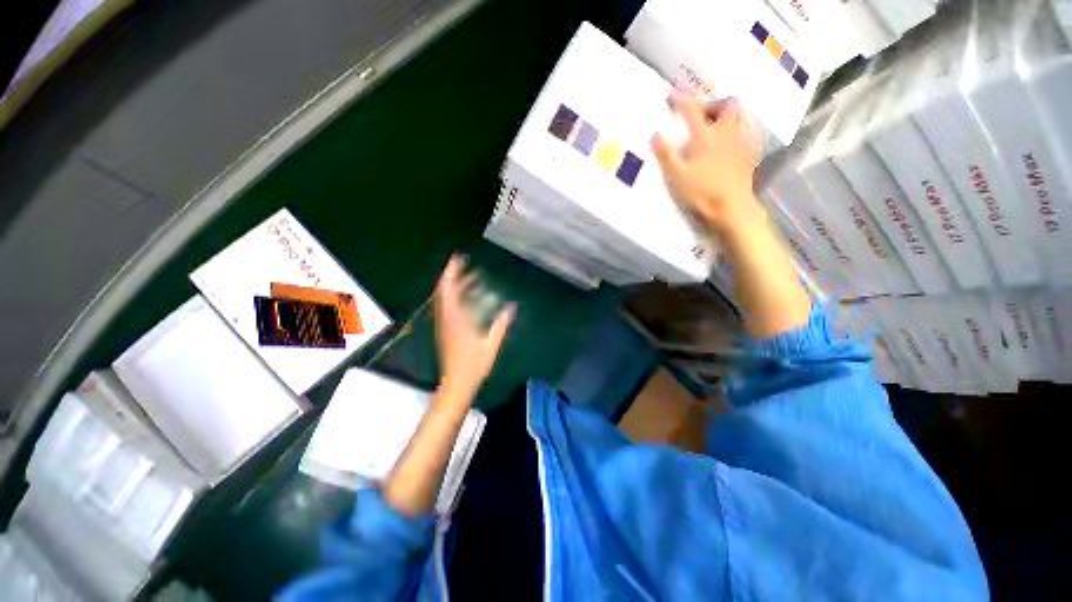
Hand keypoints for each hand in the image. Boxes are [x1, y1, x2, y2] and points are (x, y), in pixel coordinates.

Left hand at [434, 256, 514, 401]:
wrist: (456, 383)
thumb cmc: (474, 365)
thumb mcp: (491, 345)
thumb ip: (501, 325)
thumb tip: (512, 307)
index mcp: (456, 320)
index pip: (449, 291)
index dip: (451, 273)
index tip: (457, 259)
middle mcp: (446, 319)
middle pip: (444, 291)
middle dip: (452, 275)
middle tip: (463, 263)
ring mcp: (444, 325)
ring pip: (444, 299)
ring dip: (453, 285)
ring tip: (469, 277)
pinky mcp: (445, 330)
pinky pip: (447, 307)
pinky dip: (454, 297)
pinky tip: (466, 297)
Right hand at [651, 93, 765, 236]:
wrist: (730, 207)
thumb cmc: (701, 192)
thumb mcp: (676, 176)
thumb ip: (665, 155)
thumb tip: (655, 135)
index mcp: (705, 136)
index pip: (692, 110)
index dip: (681, 99)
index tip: (672, 94)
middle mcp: (725, 133)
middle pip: (726, 105)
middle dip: (713, 103)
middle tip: (701, 113)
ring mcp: (740, 143)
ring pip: (741, 115)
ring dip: (730, 113)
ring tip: (718, 123)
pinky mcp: (748, 154)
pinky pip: (749, 132)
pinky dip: (742, 129)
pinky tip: (736, 138)